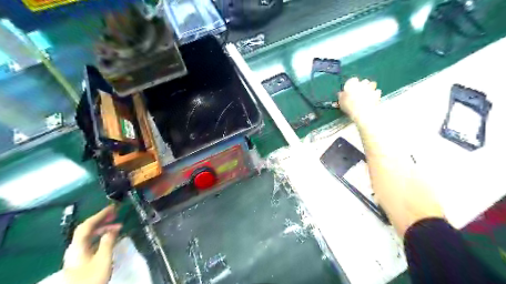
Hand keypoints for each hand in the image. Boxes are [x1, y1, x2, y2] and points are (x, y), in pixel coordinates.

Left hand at [65, 205, 121, 283]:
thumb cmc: (92, 278)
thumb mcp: (103, 259)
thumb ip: (108, 242)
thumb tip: (113, 229)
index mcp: (77, 246)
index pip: (87, 225)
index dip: (99, 215)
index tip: (112, 208)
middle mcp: (74, 248)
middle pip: (86, 230)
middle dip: (101, 220)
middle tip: (116, 214)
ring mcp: (77, 255)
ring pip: (89, 236)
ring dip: (103, 228)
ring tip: (118, 226)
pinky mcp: (81, 261)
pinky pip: (91, 242)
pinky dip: (101, 236)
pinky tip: (110, 238)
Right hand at [337, 78, 381, 122]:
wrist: (363, 112)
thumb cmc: (349, 106)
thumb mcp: (341, 102)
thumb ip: (341, 96)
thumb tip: (341, 93)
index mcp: (352, 84)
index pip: (352, 80)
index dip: (351, 85)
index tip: (350, 89)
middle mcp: (362, 83)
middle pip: (364, 81)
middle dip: (363, 85)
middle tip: (360, 92)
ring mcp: (371, 88)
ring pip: (372, 84)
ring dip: (370, 87)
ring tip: (367, 93)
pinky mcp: (377, 93)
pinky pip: (377, 91)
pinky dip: (375, 94)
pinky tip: (373, 98)